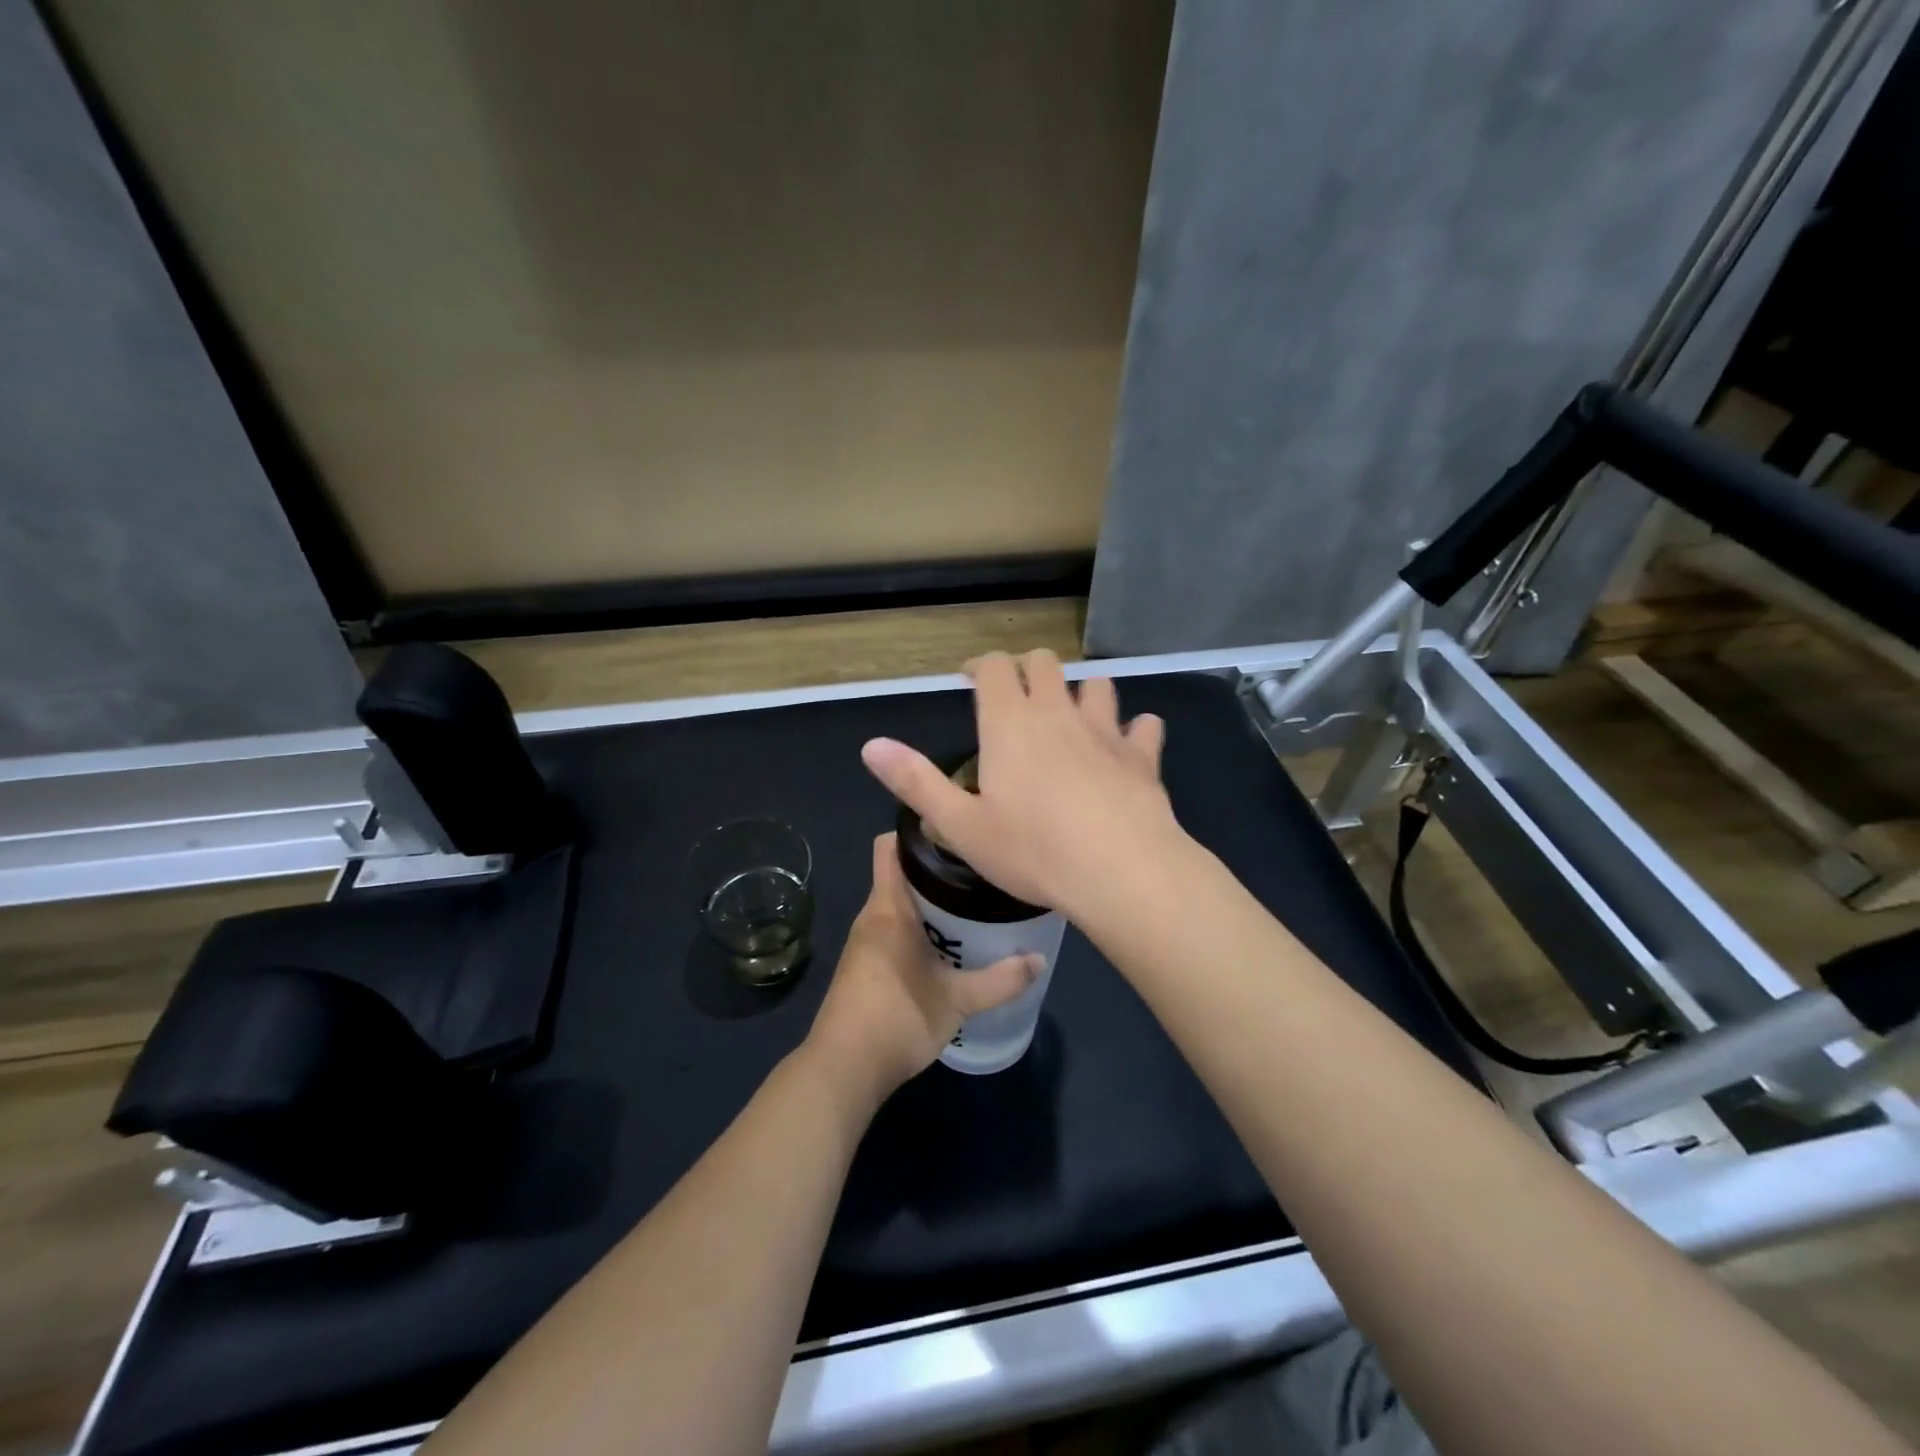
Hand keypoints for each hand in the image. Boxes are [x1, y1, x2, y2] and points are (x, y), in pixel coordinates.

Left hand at [806, 834, 1040, 1102]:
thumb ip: (1000, 979)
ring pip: (900, 906)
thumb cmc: (898, 1018)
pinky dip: (920, 931)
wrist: (843, 1071)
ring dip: (931, 905)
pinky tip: (950, 948)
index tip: (956, 833)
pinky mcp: (866, 968)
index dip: (918, 832)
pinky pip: (894, 932)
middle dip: (938, 871)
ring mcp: (865, 944)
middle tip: (981, 874)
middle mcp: (872, 917)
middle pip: (902, 875)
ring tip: (973, 908)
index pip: (890, 846)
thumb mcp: (958, 1000)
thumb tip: (1039, 960)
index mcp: (888, 908)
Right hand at [859, 650, 1182, 919]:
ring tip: (1072, 715)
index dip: (981, 665)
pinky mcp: (1143, 755)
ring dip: (1082, 692)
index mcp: (1009, 723)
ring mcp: (1105, 730)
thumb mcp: (961, 825)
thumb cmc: (1032, 851)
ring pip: (1097, 685)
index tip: (971, 678)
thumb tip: (870, 745)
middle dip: (1027, 669)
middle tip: (1014, 696)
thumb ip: (915, 782)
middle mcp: (1058, 713)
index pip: (995, 667)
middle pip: (1045, 663)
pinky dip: (1134, 729)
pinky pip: (1143, 726)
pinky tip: (1129, 745)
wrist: (1121, 871)